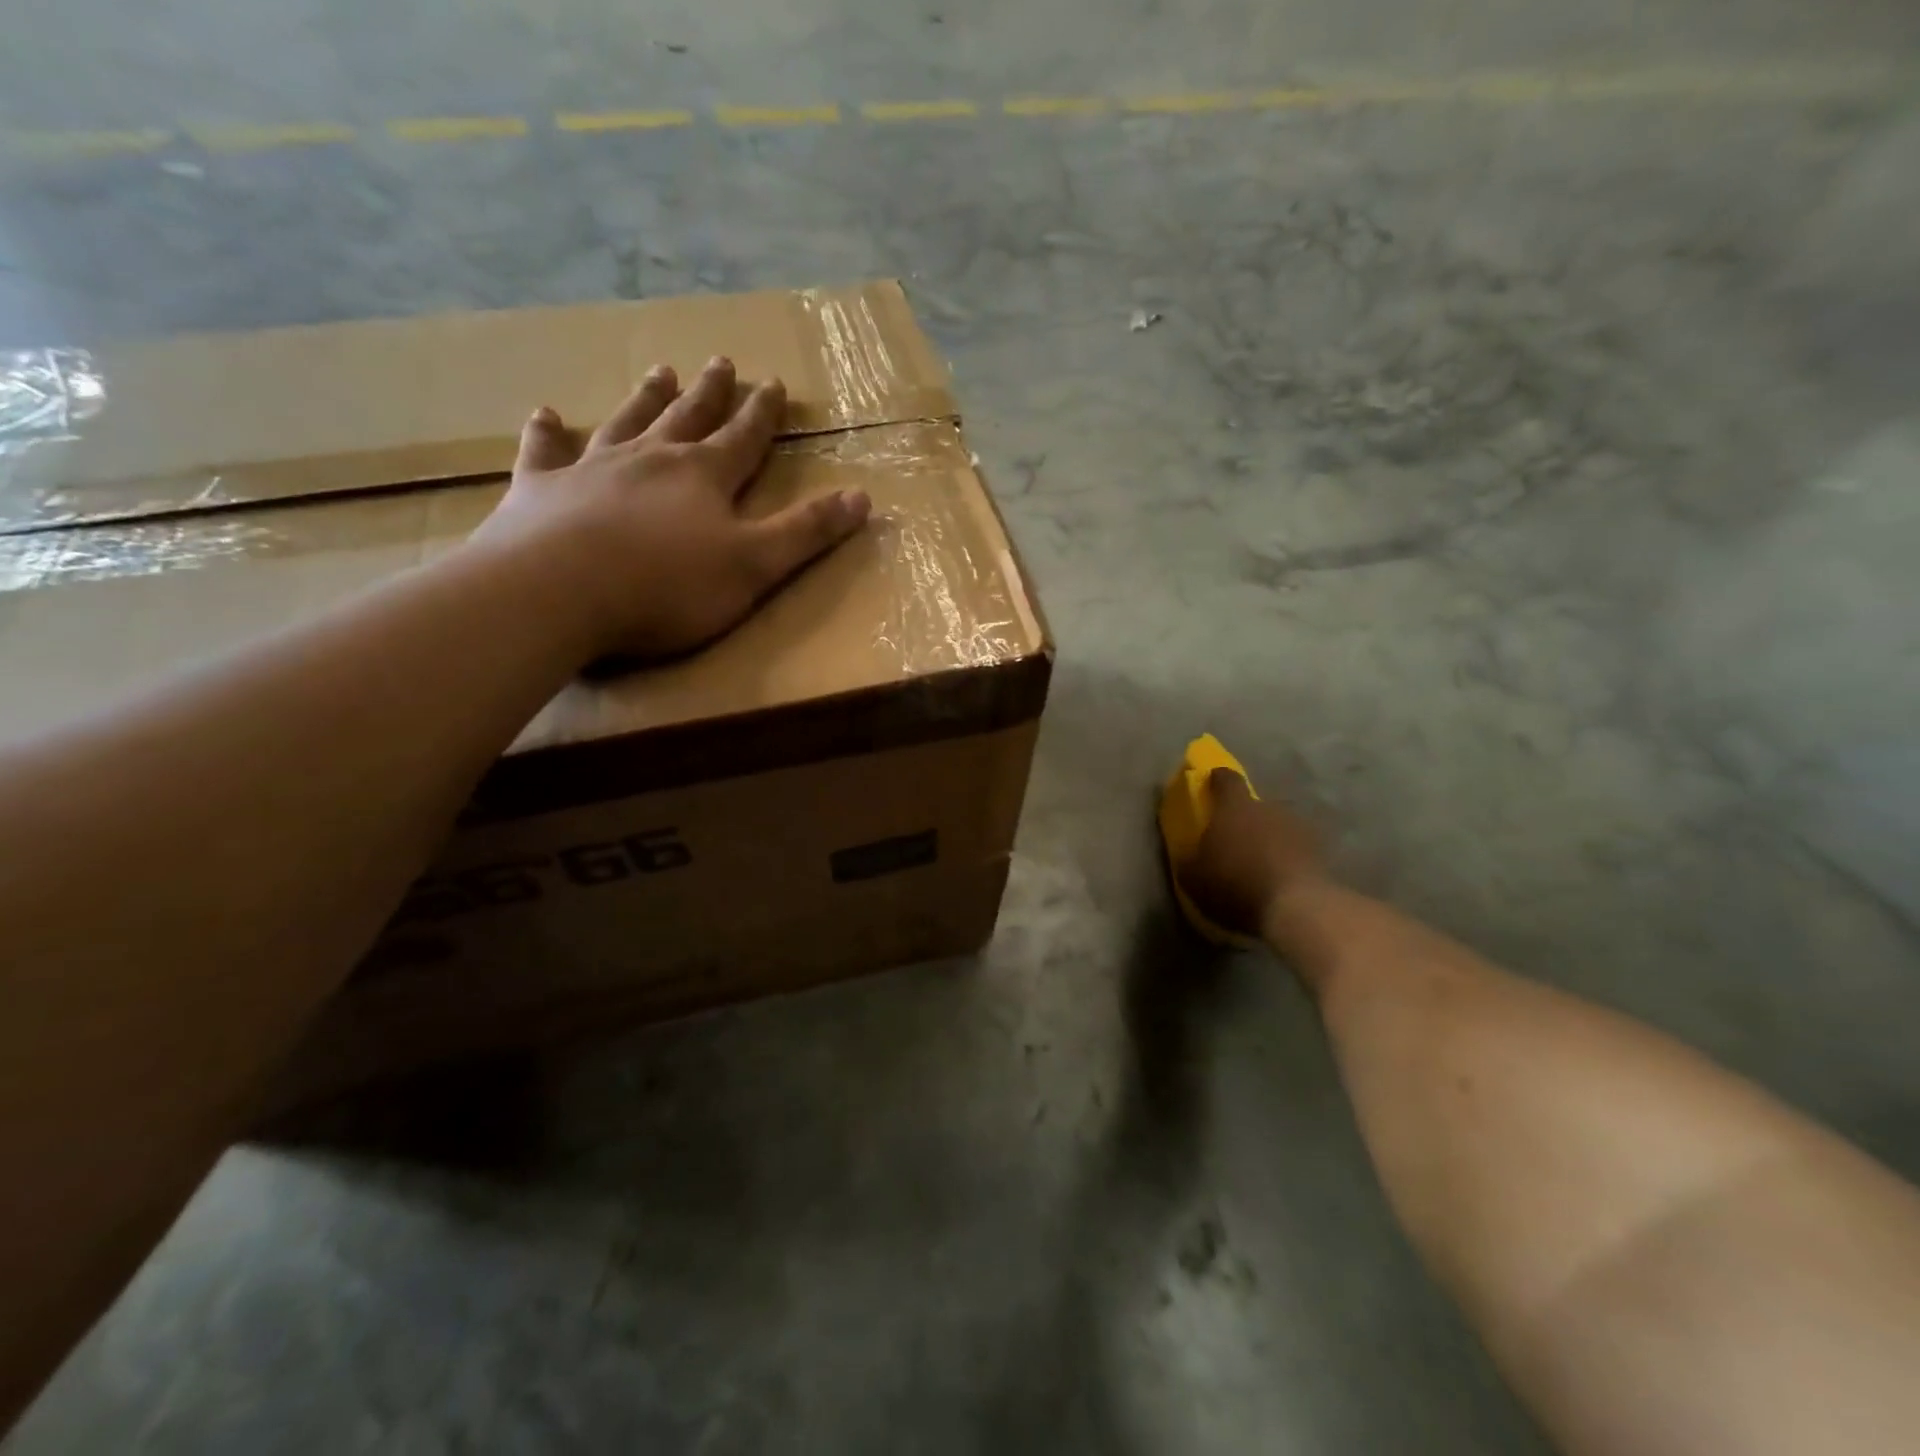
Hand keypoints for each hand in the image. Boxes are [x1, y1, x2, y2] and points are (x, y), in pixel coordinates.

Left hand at [468, 356, 871, 659]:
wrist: (561, 591)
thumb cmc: (670, 585)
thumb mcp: (756, 564)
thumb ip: (807, 532)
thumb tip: (862, 498)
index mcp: (705, 478)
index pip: (744, 438)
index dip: (763, 414)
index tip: (773, 383)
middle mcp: (652, 459)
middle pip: (688, 418)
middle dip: (711, 393)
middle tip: (722, 362)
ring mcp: (592, 468)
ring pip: (627, 421)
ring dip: (647, 398)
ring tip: (660, 371)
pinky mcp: (542, 489)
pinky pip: (546, 451)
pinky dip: (547, 433)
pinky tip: (545, 415)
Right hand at [1181, 769, 1327, 938]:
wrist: (1296, 908)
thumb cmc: (1235, 884)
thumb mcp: (1193, 878)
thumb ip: (1189, 859)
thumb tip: (1190, 854)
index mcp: (1234, 806)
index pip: (1226, 779)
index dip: (1218, 779)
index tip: (1212, 782)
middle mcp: (1269, 809)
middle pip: (1255, 806)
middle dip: (1245, 819)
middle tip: (1235, 841)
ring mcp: (1299, 830)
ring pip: (1278, 829)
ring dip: (1269, 841)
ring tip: (1260, 865)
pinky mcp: (1321, 854)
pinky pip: (1297, 852)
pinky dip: (1288, 861)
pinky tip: (1280, 881)